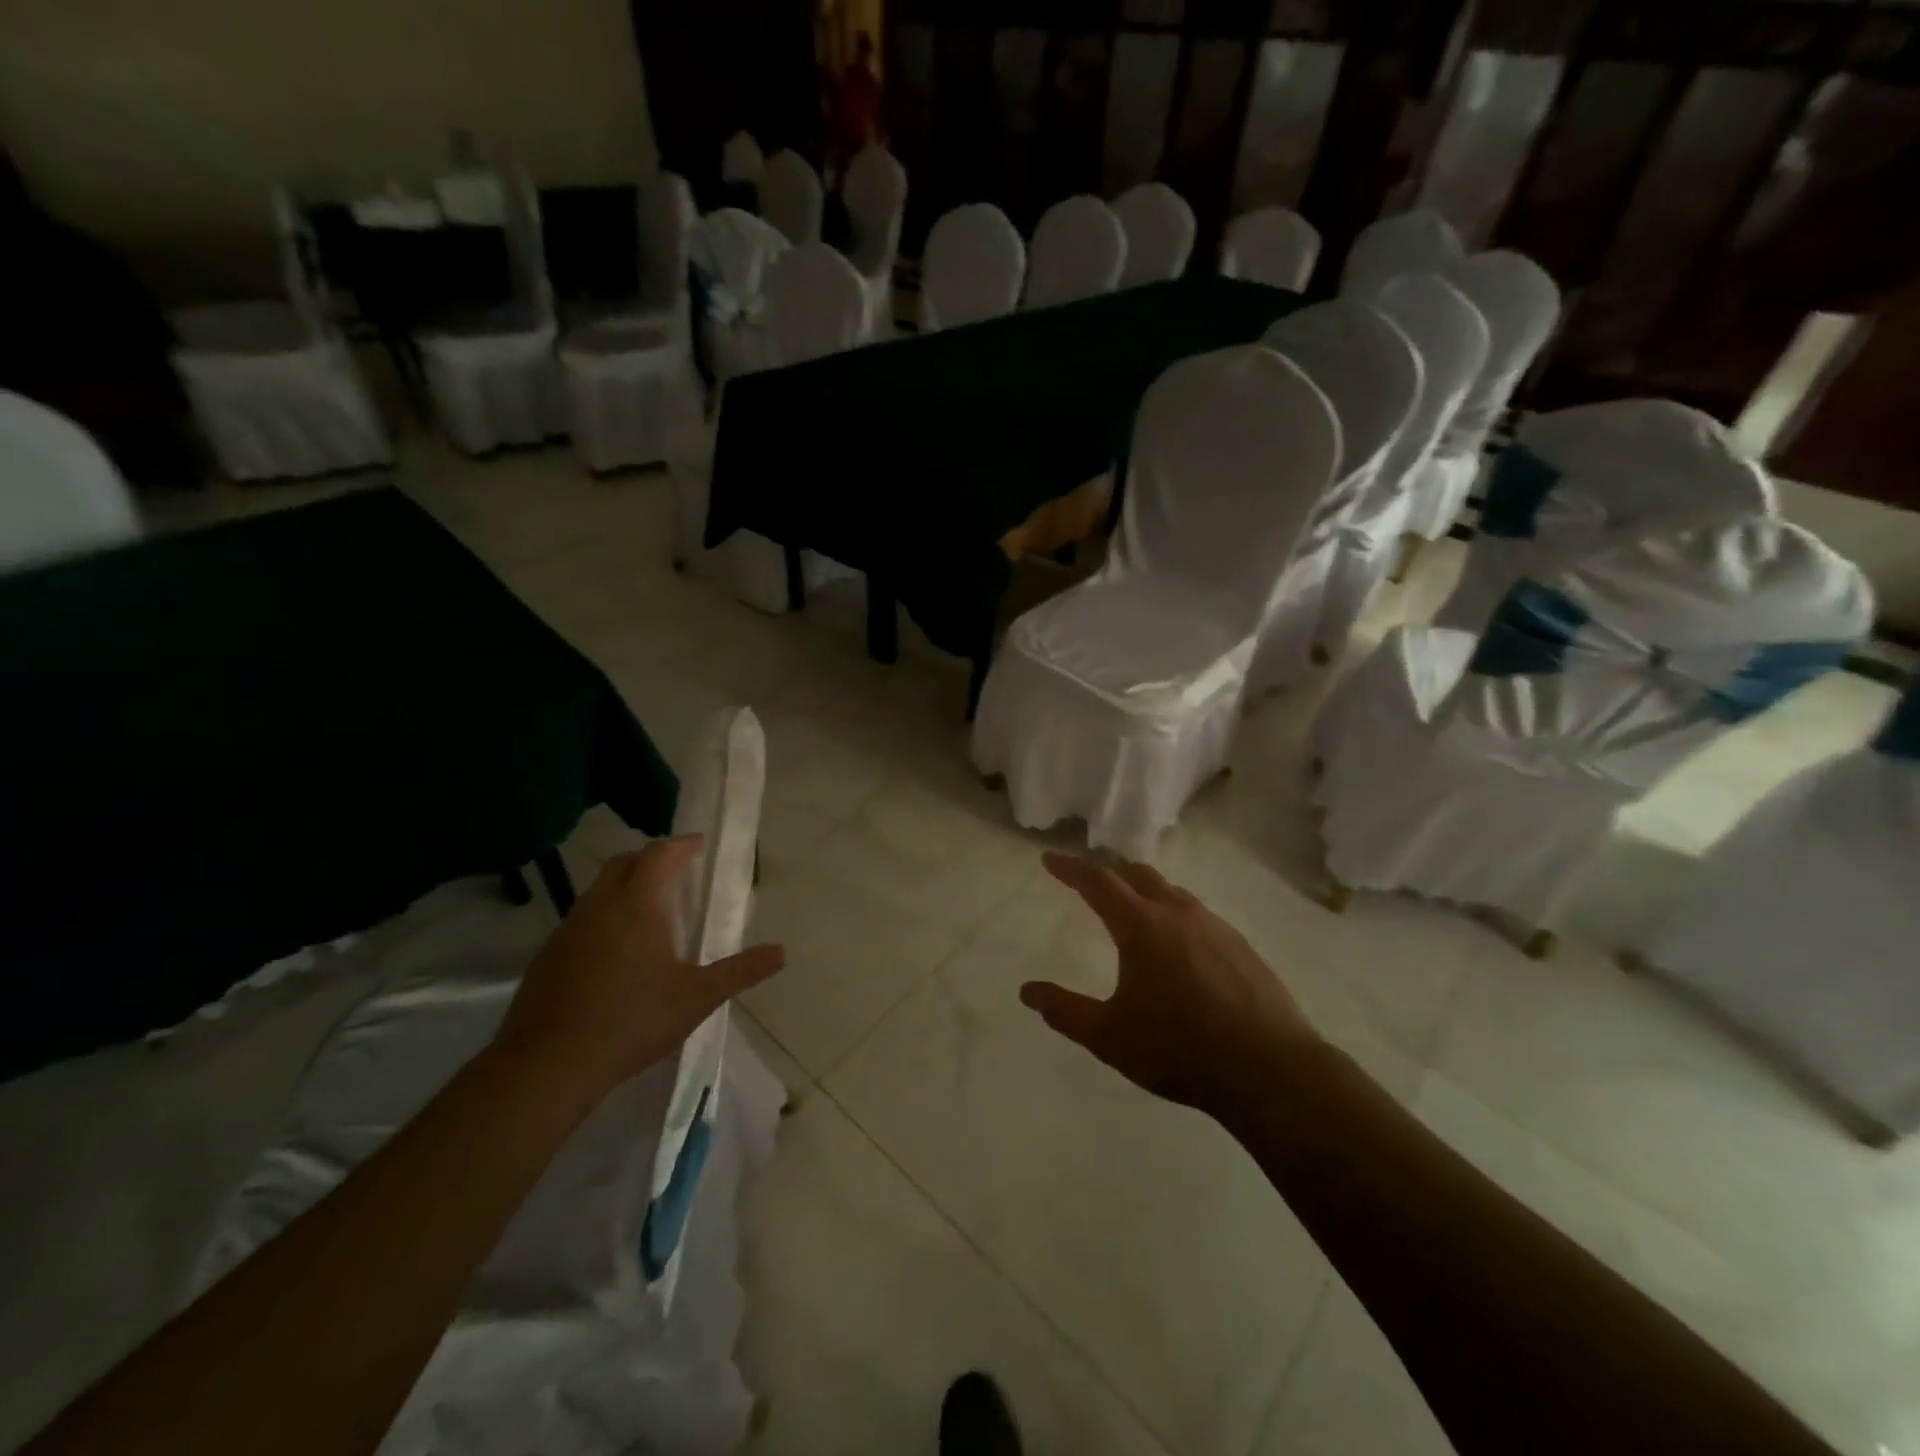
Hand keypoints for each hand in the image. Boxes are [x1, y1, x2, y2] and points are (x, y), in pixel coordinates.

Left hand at [493, 837, 784, 1102]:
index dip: (682, 845)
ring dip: (625, 886)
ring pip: (599, 889)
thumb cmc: (633, 1021)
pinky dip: (604, 916)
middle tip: (677, 873)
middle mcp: (601, 906)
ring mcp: (569, 929)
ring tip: (650, 912)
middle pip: (624, 862)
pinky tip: (615, 952)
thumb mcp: (698, 998)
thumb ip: (741, 971)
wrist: (547, 1064)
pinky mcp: (548, 955)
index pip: (660, 854)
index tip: (699, 846)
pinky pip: (582, 918)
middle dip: (652, 859)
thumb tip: (782, 951)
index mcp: (640, 905)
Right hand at [1020, 852, 1319, 1116]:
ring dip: (1144, 891)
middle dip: (1109, 872)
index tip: (1048, 858)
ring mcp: (1215, 926)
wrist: (1271, 1070)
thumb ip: (1064, 1011)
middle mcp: (1178, 914)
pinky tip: (1178, 946)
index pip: (1098, 881)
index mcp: (1142, 926)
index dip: (1069, 867)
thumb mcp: (1110, 1037)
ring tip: (1132, 910)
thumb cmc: (1180, 1049)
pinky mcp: (1241, 946)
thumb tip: (1027, 991)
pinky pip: (1197, 915)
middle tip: (1089, 881)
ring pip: (1172, 892)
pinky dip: (1174, 914)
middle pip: (1137, 875)